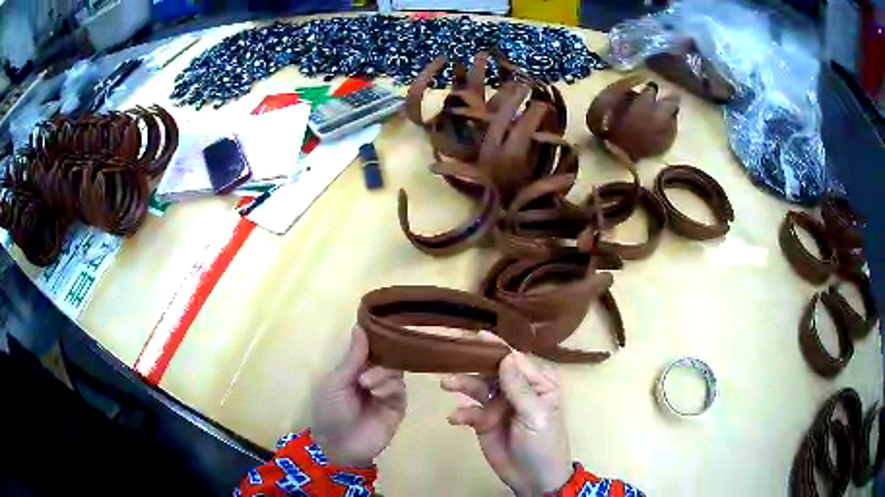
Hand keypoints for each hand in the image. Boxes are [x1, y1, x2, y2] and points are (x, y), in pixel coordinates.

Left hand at [311, 326, 405, 466]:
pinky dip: (389, 387)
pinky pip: (399, 389)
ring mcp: (386, 392)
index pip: (371, 348)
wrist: (338, 446)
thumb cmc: (329, 411)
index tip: (382, 324)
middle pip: (387, 357)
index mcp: (355, 369)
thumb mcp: (336, 382)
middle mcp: (373, 377)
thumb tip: (359, 326)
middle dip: (379, 360)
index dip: (376, 338)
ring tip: (367, 385)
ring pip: (395, 371)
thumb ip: (353, 357)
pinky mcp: (397, 407)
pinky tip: (377, 394)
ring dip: (382, 374)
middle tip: (366, 372)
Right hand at [442, 351, 572, 495]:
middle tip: (448, 355)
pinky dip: (460, 413)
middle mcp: (516, 388)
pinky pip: (469, 411)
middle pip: (491, 369)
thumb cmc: (544, 444)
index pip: (514, 358)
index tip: (474, 335)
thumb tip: (506, 356)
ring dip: (462, 384)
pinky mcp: (484, 421)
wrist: (534, 480)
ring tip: (446, 384)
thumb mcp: (536, 416)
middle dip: (471, 363)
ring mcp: (498, 405)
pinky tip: (455, 418)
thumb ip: (519, 388)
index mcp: (536, 382)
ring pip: (477, 387)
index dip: (495, 346)